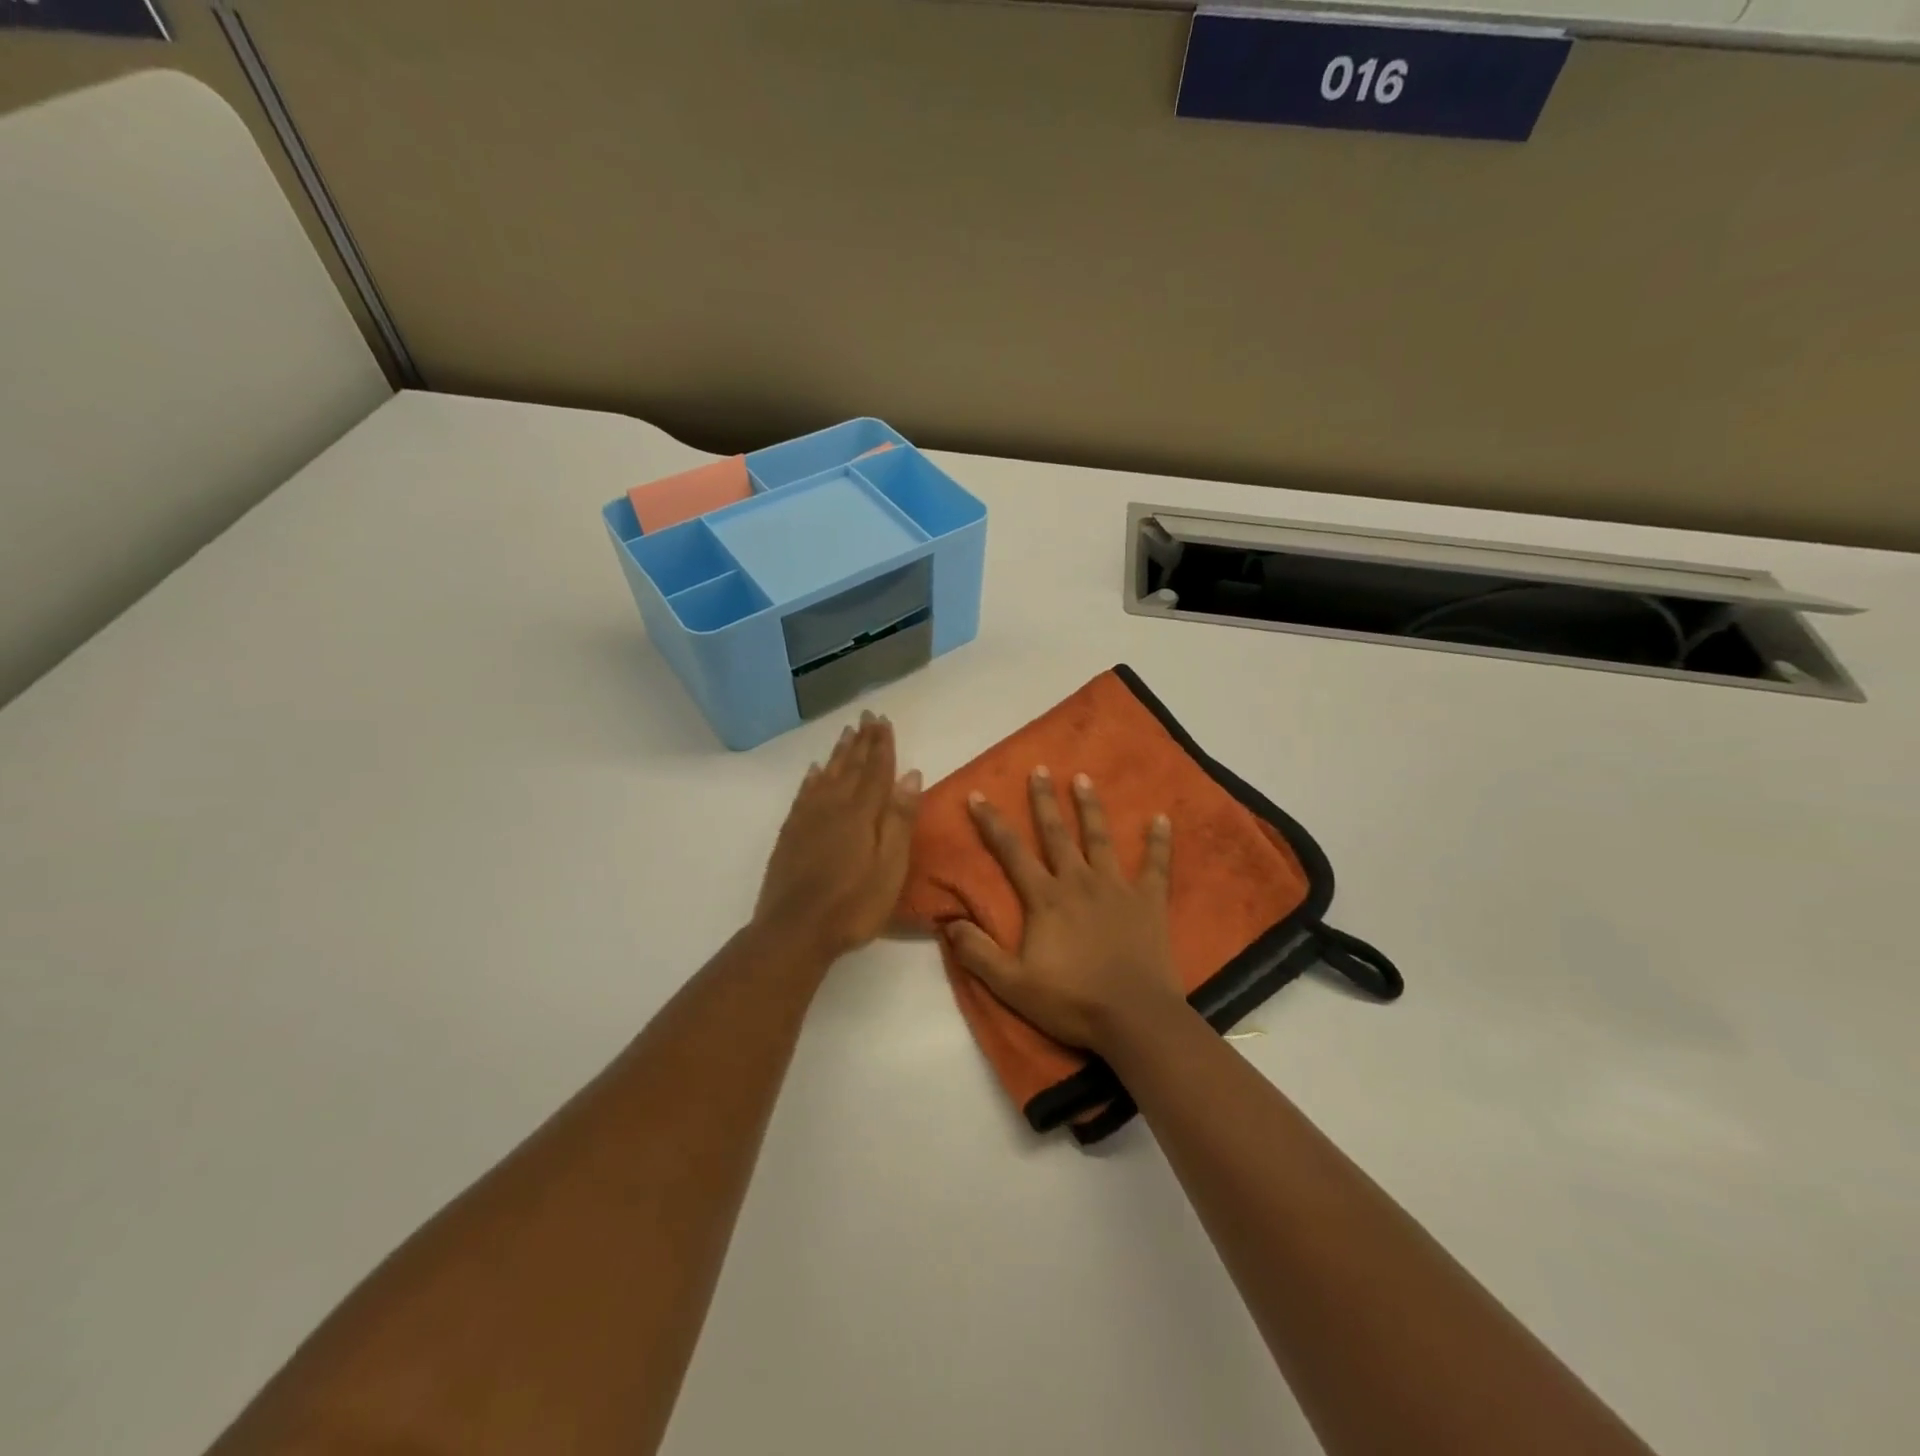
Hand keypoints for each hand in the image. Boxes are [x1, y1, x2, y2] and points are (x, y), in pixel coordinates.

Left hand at [753, 711, 922, 960]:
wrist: (794, 930)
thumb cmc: (853, 904)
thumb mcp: (890, 866)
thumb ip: (899, 819)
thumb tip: (911, 774)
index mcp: (862, 813)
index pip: (876, 770)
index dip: (882, 745)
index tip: (884, 721)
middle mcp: (833, 806)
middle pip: (851, 767)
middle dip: (862, 741)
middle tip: (867, 716)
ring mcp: (808, 819)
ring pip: (827, 775)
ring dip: (839, 754)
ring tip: (846, 733)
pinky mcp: (791, 834)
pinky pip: (804, 794)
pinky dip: (812, 778)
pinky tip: (815, 771)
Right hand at [945, 767, 1181, 1054]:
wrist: (1134, 1017)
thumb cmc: (1071, 1000)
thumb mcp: (1012, 984)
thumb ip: (978, 953)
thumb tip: (948, 923)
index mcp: (1045, 898)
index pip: (1011, 852)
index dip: (992, 823)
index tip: (978, 795)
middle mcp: (1079, 881)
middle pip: (1057, 833)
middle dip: (1044, 800)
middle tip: (1039, 769)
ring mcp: (1117, 888)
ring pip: (1100, 838)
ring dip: (1090, 808)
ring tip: (1083, 778)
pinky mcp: (1149, 901)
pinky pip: (1156, 865)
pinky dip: (1159, 841)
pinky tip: (1161, 817)